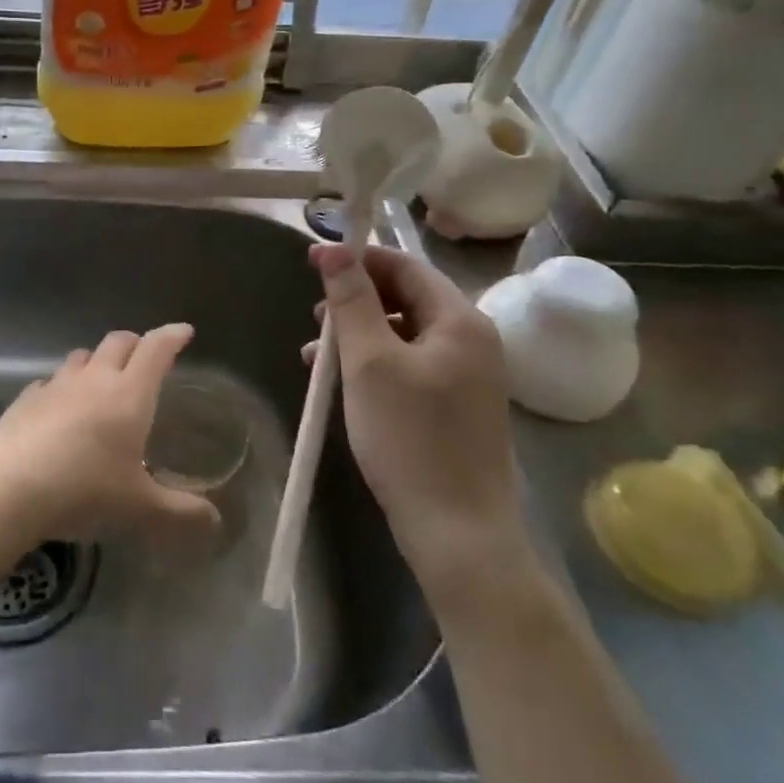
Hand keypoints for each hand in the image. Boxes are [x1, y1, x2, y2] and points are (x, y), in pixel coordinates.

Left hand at [0, 325, 220, 549]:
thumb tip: (214, 521)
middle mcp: (94, 379)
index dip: (171, 337)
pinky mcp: (26, 399)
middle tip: (145, 356)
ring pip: (81, 356)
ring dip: (97, 360)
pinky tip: (59, 407)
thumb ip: (179, 512)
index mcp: (129, 394)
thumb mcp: (139, 508)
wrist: (8, 486)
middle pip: (118, 342)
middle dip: (135, 343)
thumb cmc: (84, 489)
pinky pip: (50, 382)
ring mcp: (56, 385)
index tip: (183, 331)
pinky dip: (62, 387)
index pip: (156, 349)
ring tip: (102, 378)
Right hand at [306, 246, 526, 578]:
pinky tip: (342, 383)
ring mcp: (467, 376)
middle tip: (314, 317)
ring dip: (359, 335)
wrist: (458, 534)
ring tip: (317, 356)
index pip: (405, 266)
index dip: (357, 259)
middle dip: (355, 301)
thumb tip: (333, 249)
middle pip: (406, 297)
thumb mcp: (369, 363)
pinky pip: (410, 365)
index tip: (311, 263)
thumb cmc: (409, 438)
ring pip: (403, 334)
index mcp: (460, 321)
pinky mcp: (456, 406)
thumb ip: (351, 301)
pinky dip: (374, 364)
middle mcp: (472, 340)